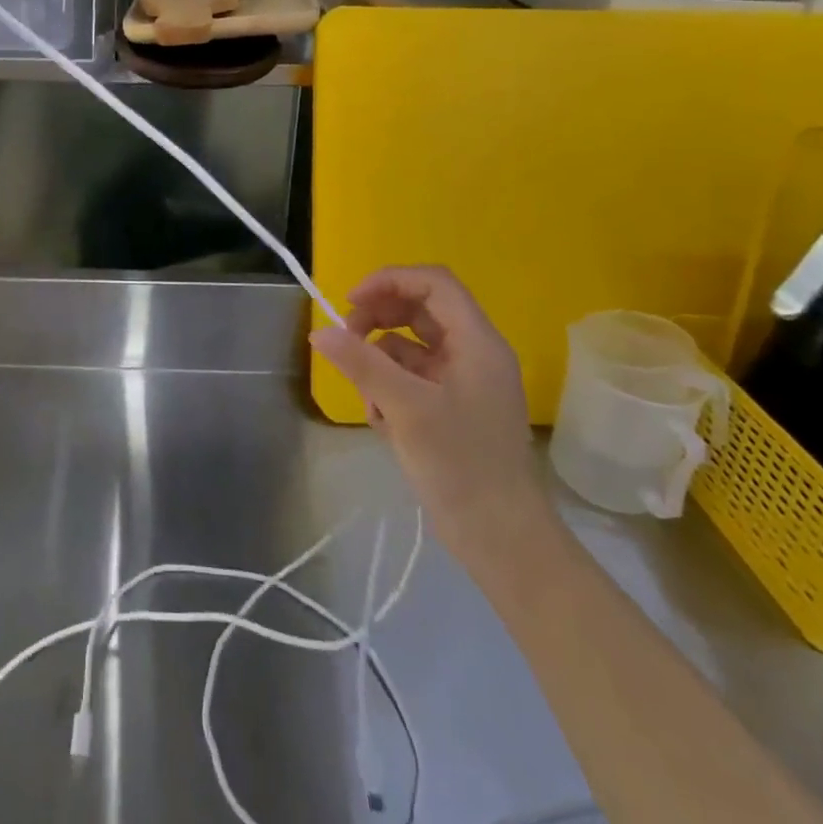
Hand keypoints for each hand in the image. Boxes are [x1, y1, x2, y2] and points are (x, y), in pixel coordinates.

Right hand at [312, 266, 548, 555]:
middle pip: (419, 310)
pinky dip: (389, 388)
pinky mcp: (452, 408)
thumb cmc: (462, 466)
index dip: (389, 281)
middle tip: (345, 340)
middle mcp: (473, 353)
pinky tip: (380, 420)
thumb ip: (361, 363)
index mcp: (477, 341)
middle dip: (378, 319)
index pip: (433, 283)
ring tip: (366, 395)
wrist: (503, 542)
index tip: (350, 302)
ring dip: (380, 360)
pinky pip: (413, 378)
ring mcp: (464, 382)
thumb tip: (319, 332)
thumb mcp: (406, 408)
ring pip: (411, 346)